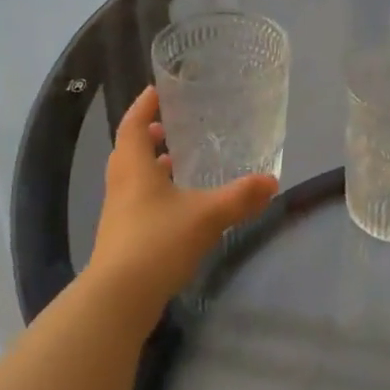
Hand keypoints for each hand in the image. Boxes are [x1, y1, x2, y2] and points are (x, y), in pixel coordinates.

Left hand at [83, 86, 277, 327]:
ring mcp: (118, 213)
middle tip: (171, 126)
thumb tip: (272, 182)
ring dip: (150, 165)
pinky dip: (154, 192)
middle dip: (148, 135)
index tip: (157, 90)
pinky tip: (178, 205)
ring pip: (132, 178)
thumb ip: (240, 197)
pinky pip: (136, 202)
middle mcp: (121, 185)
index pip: (133, 125)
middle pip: (129, 150)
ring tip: (177, 162)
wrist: (118, 298)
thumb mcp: (207, 216)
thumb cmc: (157, 242)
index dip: (144, 106)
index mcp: (134, 167)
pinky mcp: (121, 238)